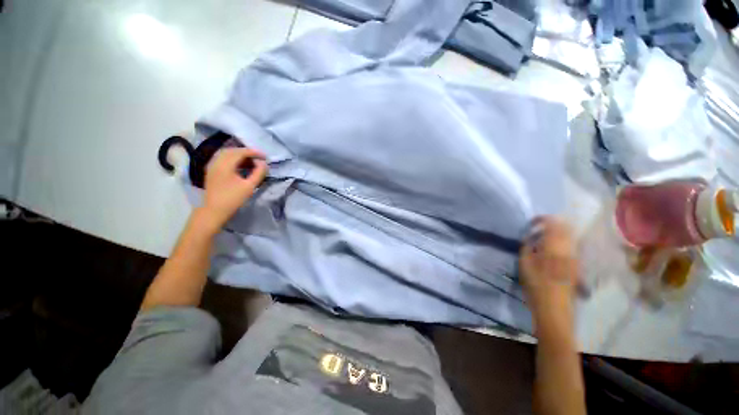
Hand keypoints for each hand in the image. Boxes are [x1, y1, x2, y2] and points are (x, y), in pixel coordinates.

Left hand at [199, 147, 267, 230]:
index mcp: (225, 165)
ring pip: (226, 154)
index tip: (265, 157)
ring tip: (252, 162)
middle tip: (259, 158)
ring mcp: (212, 166)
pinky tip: (241, 166)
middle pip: (232, 151)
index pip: (240, 152)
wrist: (214, 211)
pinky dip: (233, 159)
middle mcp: (216, 162)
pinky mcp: (211, 171)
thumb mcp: (249, 186)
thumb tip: (264, 163)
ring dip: (240, 155)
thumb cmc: (233, 199)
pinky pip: (222, 159)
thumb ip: (258, 173)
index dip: (254, 152)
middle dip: (247, 152)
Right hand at [520, 217, 579, 321]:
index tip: (532, 222)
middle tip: (538, 228)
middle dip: (552, 224)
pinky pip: (571, 246)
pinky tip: (552, 249)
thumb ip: (527, 247)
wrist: (555, 307)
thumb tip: (529, 237)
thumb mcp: (524, 264)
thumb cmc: (536, 285)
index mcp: (554, 247)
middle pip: (565, 228)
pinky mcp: (577, 265)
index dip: (542, 219)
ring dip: (557, 233)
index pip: (553, 224)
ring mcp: (575, 257)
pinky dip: (562, 242)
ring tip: (544, 238)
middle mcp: (568, 249)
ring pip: (570, 236)